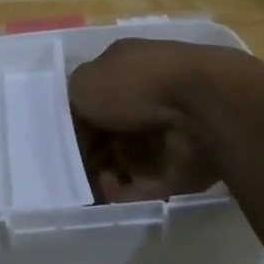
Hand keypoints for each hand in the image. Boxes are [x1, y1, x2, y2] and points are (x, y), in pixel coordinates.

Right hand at [68, 39, 226, 201]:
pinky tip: (114, 192)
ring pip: (127, 163)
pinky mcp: (183, 167)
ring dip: (105, 177)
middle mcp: (148, 98)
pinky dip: (127, 194)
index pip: (94, 100)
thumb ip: (72, 104)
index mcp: (126, 69)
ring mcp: (168, 133)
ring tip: (96, 183)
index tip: (62, 144)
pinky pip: (148, 186)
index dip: (76, 124)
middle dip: (90, 155)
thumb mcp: (83, 82)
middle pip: (110, 134)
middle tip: (74, 171)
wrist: (200, 106)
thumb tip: (81, 127)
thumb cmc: (134, 85)